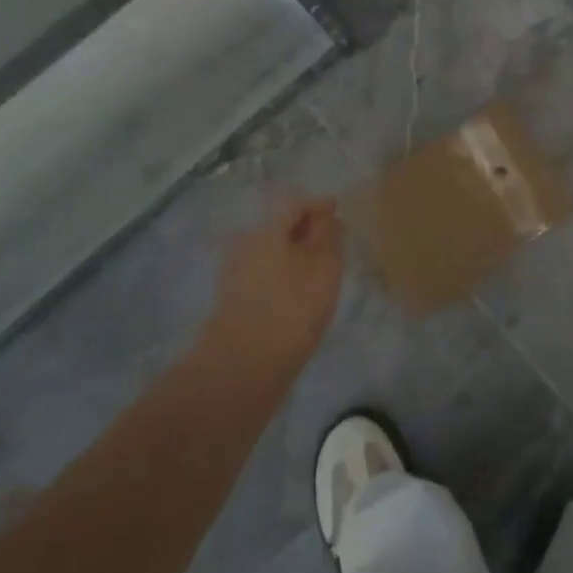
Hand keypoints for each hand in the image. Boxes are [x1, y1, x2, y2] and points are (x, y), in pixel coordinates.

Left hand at [207, 197, 345, 367]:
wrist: (241, 369)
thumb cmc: (291, 309)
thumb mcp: (324, 267)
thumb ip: (329, 235)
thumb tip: (325, 217)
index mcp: (267, 229)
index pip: (295, 203)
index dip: (319, 204)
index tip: (339, 210)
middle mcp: (246, 244)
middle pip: (280, 226)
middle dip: (307, 230)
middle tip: (334, 242)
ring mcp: (236, 273)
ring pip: (272, 251)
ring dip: (295, 254)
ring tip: (320, 271)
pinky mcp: (234, 301)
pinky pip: (265, 274)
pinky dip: (284, 275)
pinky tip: (299, 294)